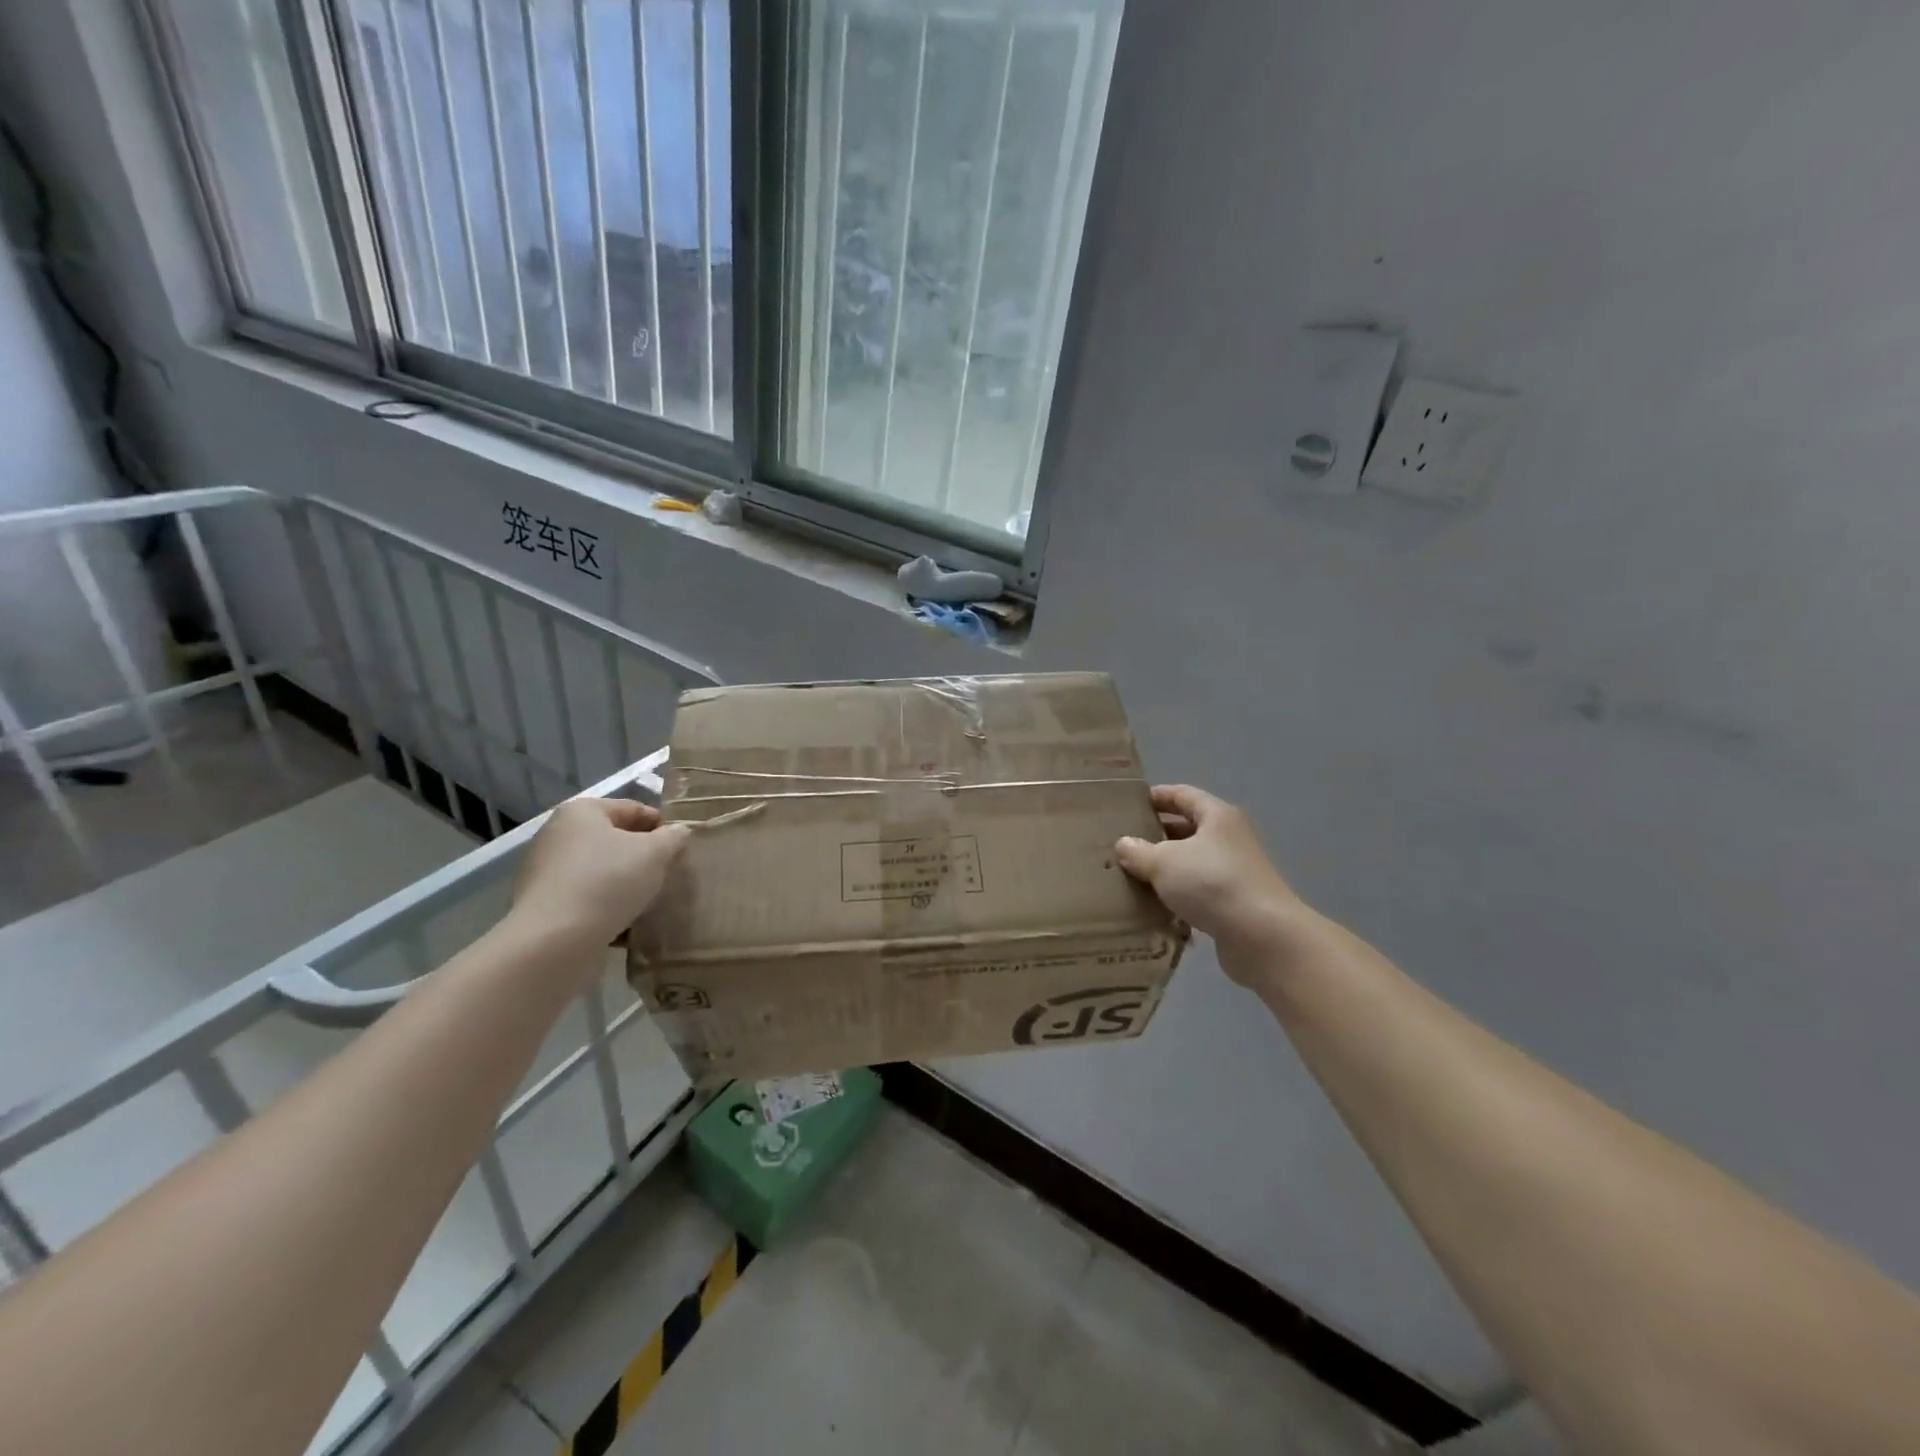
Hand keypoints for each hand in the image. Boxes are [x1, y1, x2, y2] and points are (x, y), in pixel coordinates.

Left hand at [510, 799, 690, 956]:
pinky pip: (587, 898)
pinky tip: (628, 923)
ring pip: (603, 871)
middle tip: (671, 875)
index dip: (664, 826)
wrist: (554, 942)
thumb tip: (679, 832)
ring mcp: (546, 871)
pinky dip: (608, 906)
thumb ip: (673, 837)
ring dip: (628, 883)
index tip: (684, 848)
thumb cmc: (607, 882)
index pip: (634, 809)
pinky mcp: (544, 905)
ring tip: (653, 902)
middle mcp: (558, 835)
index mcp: (581, 812)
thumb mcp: (655, 853)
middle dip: (645, 857)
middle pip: (616, 840)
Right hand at [1115, 785, 1305, 983]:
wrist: (1262, 936)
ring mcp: (1235, 872)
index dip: (1156, 796)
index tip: (1128, 805)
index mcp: (1217, 816)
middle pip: (1188, 829)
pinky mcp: (1234, 904)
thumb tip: (1124, 844)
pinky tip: (1154, 907)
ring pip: (1192, 863)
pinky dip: (1178, 897)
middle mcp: (1229, 839)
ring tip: (1131, 876)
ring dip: (1166, 869)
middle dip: (1156, 835)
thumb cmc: (1211, 883)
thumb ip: (1138, 851)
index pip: (1182, 795)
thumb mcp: (1164, 862)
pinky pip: (1199, 892)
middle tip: (1123, 844)